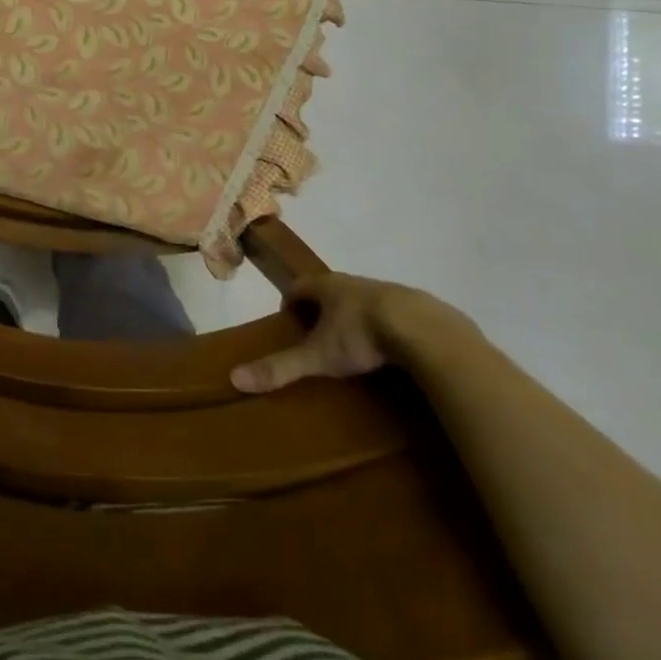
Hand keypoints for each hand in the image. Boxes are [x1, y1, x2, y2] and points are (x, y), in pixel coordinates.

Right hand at [230, 273, 473, 393]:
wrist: (425, 330)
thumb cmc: (362, 336)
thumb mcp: (318, 356)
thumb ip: (280, 367)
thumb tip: (234, 377)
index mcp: (328, 286)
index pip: (298, 287)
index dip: (290, 302)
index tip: (288, 323)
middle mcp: (354, 282)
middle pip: (330, 291)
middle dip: (321, 310)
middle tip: (318, 338)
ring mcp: (387, 291)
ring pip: (362, 300)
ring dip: (353, 316)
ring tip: (354, 346)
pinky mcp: (416, 306)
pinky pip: (392, 312)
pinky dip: (384, 326)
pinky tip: (390, 350)